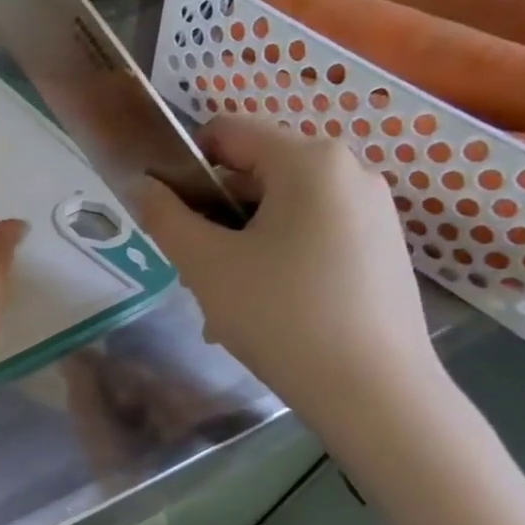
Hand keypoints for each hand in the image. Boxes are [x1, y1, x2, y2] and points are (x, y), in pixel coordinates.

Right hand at [130, 116, 440, 421]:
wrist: (374, 393)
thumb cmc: (280, 315)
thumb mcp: (204, 264)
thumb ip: (164, 215)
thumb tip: (140, 185)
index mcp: (308, 160)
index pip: (226, 131)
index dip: (184, 165)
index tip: (169, 215)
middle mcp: (349, 169)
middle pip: (254, 170)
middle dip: (215, 212)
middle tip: (198, 267)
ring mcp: (373, 209)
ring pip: (281, 207)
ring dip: (242, 240)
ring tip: (229, 296)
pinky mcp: (383, 245)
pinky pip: (313, 231)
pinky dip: (279, 255)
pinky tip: (269, 307)